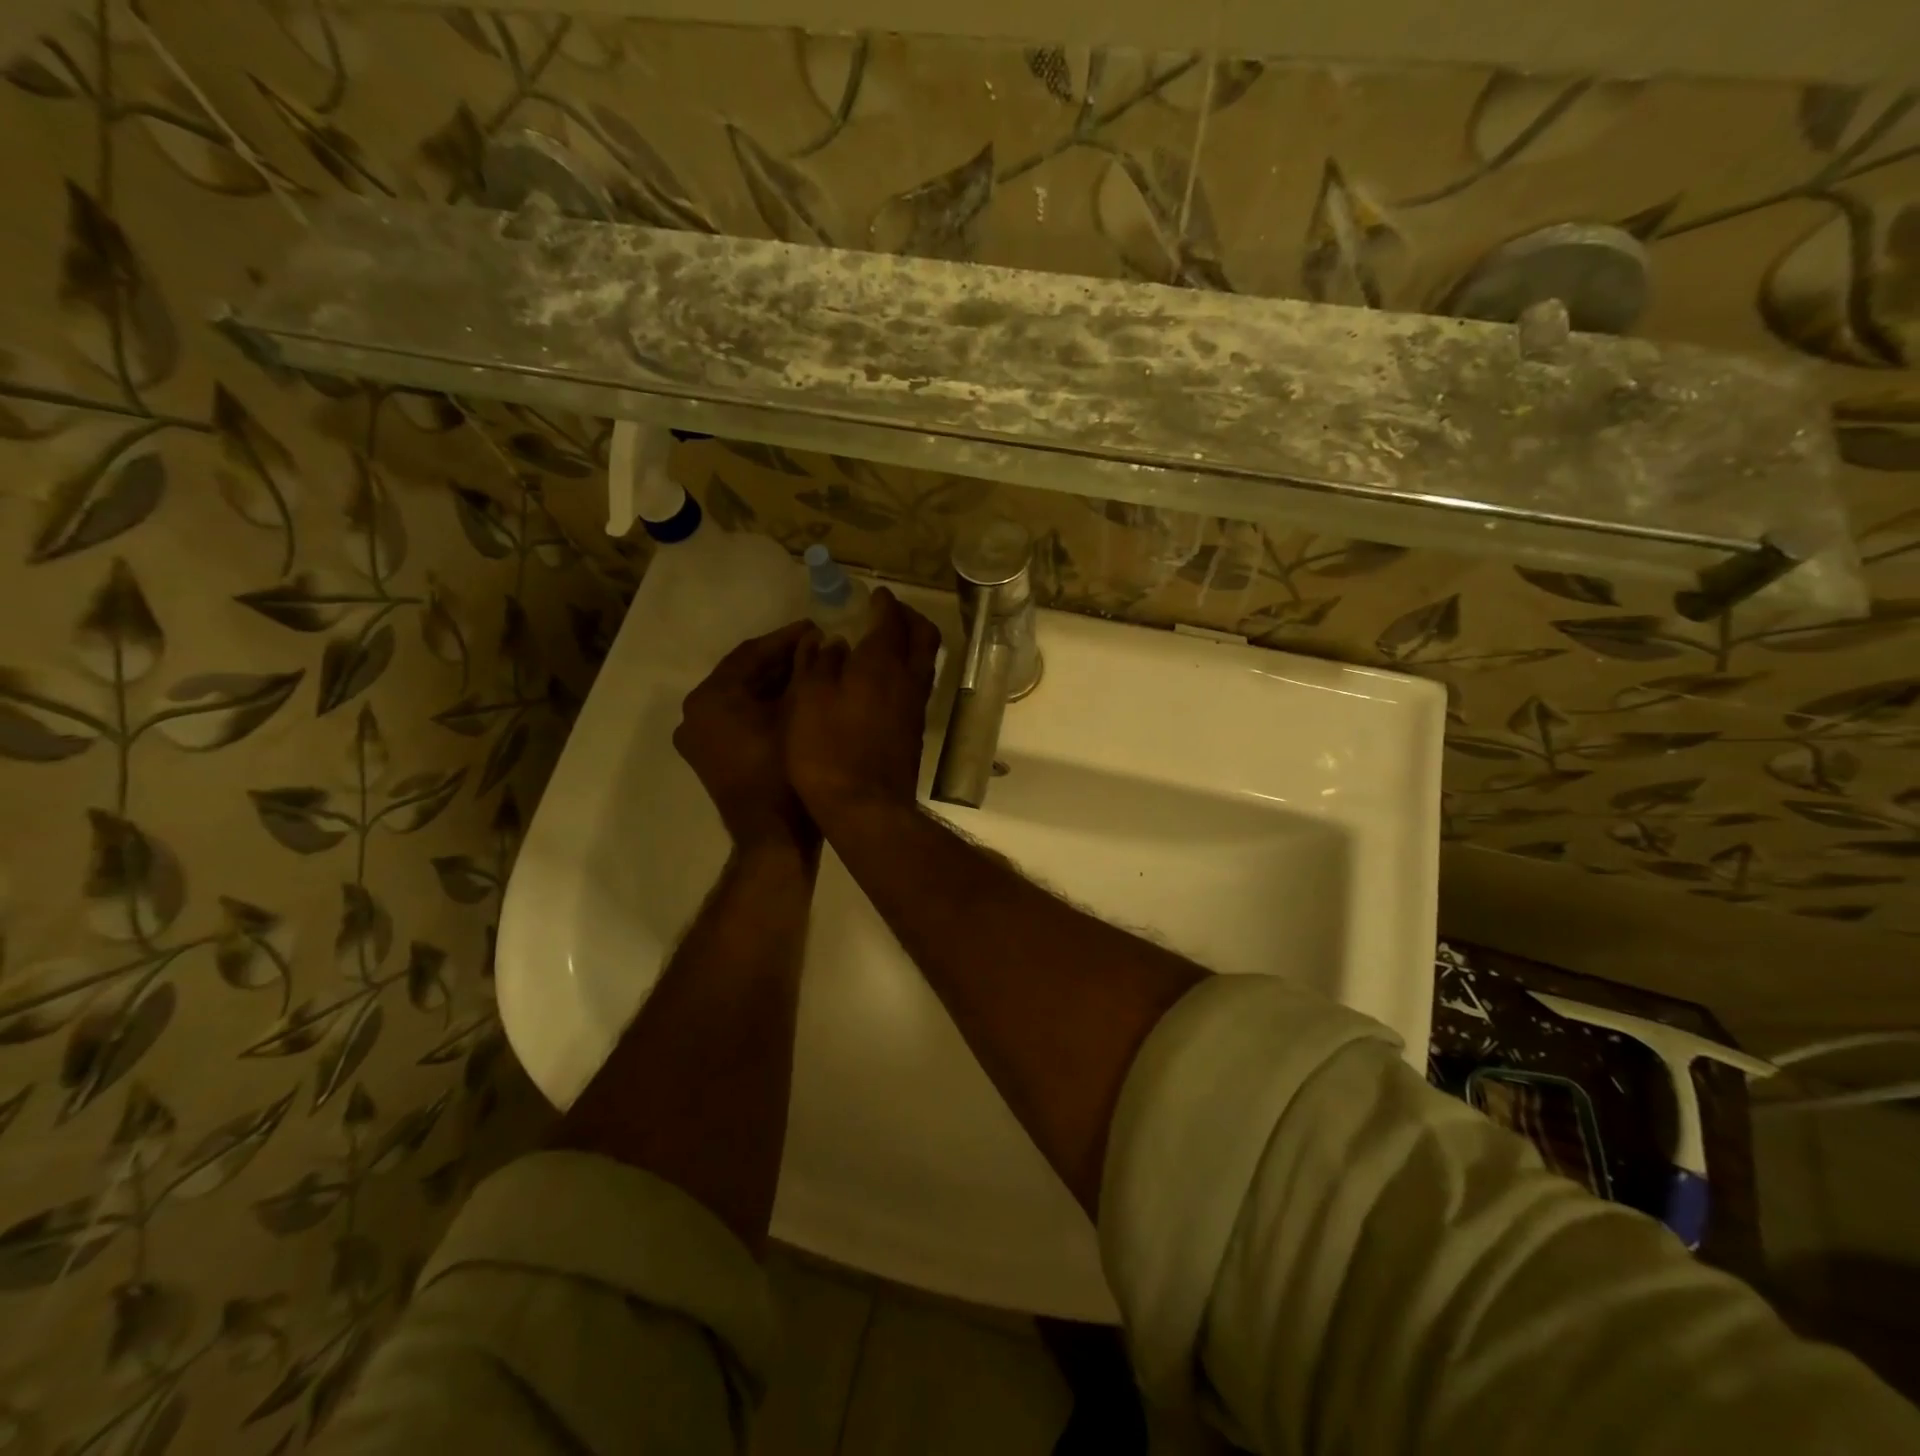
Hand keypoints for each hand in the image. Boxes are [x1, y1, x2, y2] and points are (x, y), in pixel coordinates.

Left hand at [673, 620, 819, 854]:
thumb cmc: (785, 772)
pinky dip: (761, 706)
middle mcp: (694, 713)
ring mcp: (698, 738)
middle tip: (817, 646)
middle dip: (780, 660)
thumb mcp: (800, 712)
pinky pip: (735, 718)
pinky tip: (793, 699)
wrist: (773, 838)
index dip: (786, 638)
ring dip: (772, 683)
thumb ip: (806, 670)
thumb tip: (818, 641)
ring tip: (811, 670)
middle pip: (742, 674)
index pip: (750, 653)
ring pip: (739, 697)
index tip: (816, 626)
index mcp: (710, 697)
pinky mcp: (708, 757)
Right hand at [785, 588, 941, 828]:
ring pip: (925, 661)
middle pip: (924, 635)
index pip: (891, 619)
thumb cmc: (827, 750)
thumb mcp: (808, 700)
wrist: (865, 807)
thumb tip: (832, 641)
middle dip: (909, 617)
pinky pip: (918, 685)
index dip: (884, 603)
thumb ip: (818, 664)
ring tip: (886, 642)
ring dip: (911, 644)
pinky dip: (906, 670)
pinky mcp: (915, 730)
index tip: (875, 595)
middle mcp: (908, 679)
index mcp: (882, 663)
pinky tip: (883, 680)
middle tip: (888, 612)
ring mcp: (916, 706)